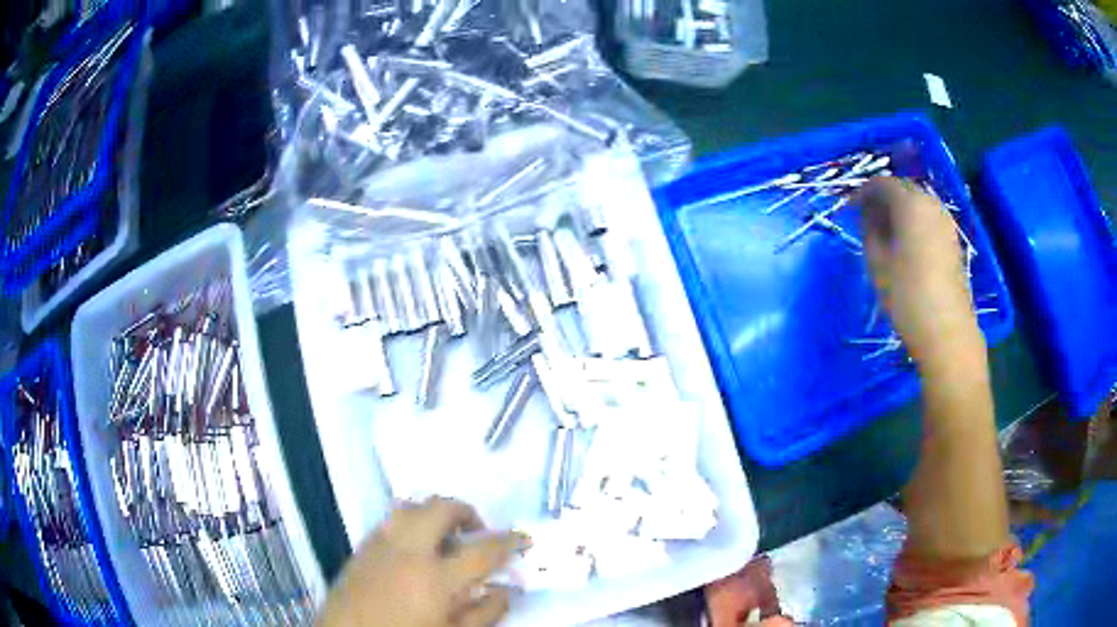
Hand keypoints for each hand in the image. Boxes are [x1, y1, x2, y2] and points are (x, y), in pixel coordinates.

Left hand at [317, 497, 526, 626]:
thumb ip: (485, 613)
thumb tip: (506, 589)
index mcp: (436, 578)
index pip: (483, 550)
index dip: (510, 541)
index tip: (524, 538)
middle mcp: (407, 551)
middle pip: (440, 509)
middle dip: (466, 512)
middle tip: (477, 530)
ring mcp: (380, 545)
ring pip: (410, 507)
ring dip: (434, 512)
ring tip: (445, 533)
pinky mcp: (361, 547)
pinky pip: (389, 520)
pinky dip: (409, 521)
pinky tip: (415, 545)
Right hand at [858, 177, 981, 368]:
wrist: (946, 330)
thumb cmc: (907, 295)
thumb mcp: (877, 261)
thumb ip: (869, 230)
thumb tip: (867, 214)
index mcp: (910, 203)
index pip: (882, 184)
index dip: (863, 192)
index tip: (849, 208)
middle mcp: (931, 204)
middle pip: (903, 189)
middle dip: (882, 198)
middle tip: (865, 218)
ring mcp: (945, 222)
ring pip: (918, 203)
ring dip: (899, 210)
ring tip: (884, 231)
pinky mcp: (953, 241)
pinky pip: (929, 219)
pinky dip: (914, 222)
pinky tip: (905, 243)